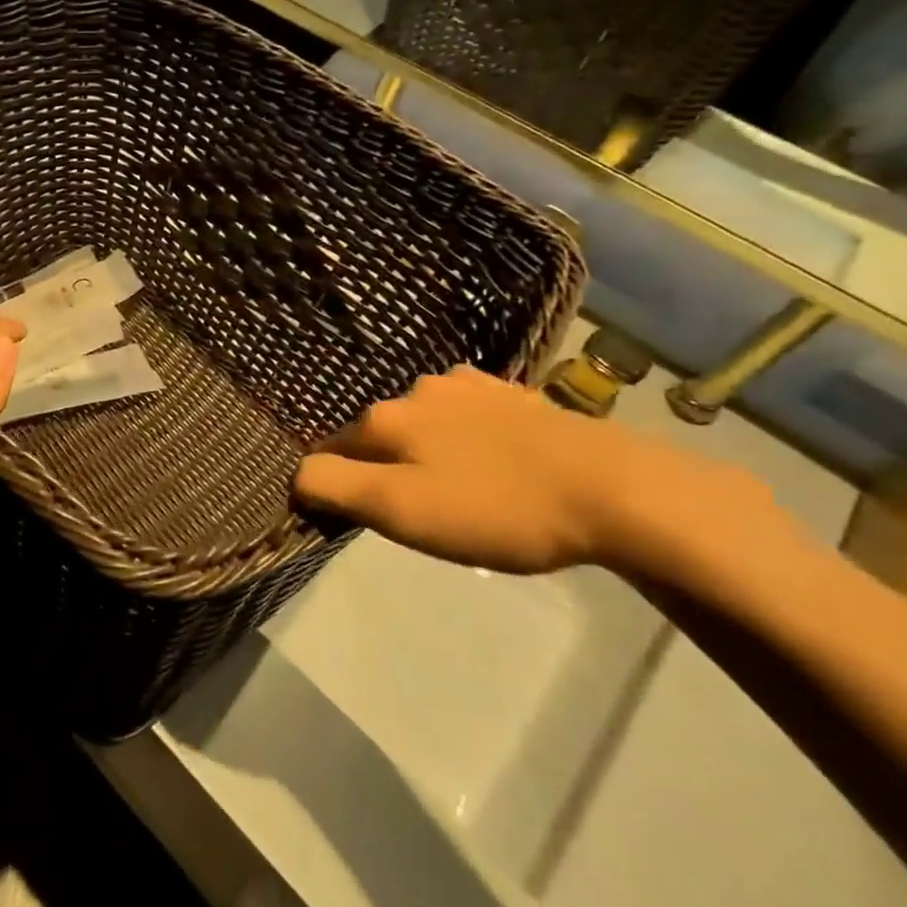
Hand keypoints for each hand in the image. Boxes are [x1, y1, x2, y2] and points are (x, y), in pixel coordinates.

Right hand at [293, 366, 770, 574]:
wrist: (612, 489)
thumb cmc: (495, 508)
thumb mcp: (400, 511)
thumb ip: (333, 487)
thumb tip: (295, 474)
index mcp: (385, 418)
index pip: (332, 451)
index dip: (340, 486)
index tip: (367, 521)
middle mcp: (415, 390)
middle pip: (379, 435)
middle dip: (387, 469)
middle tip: (423, 515)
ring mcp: (467, 385)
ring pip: (422, 422)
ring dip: (427, 450)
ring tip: (463, 490)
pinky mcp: (511, 392)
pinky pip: (466, 412)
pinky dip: (465, 434)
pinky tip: (494, 458)